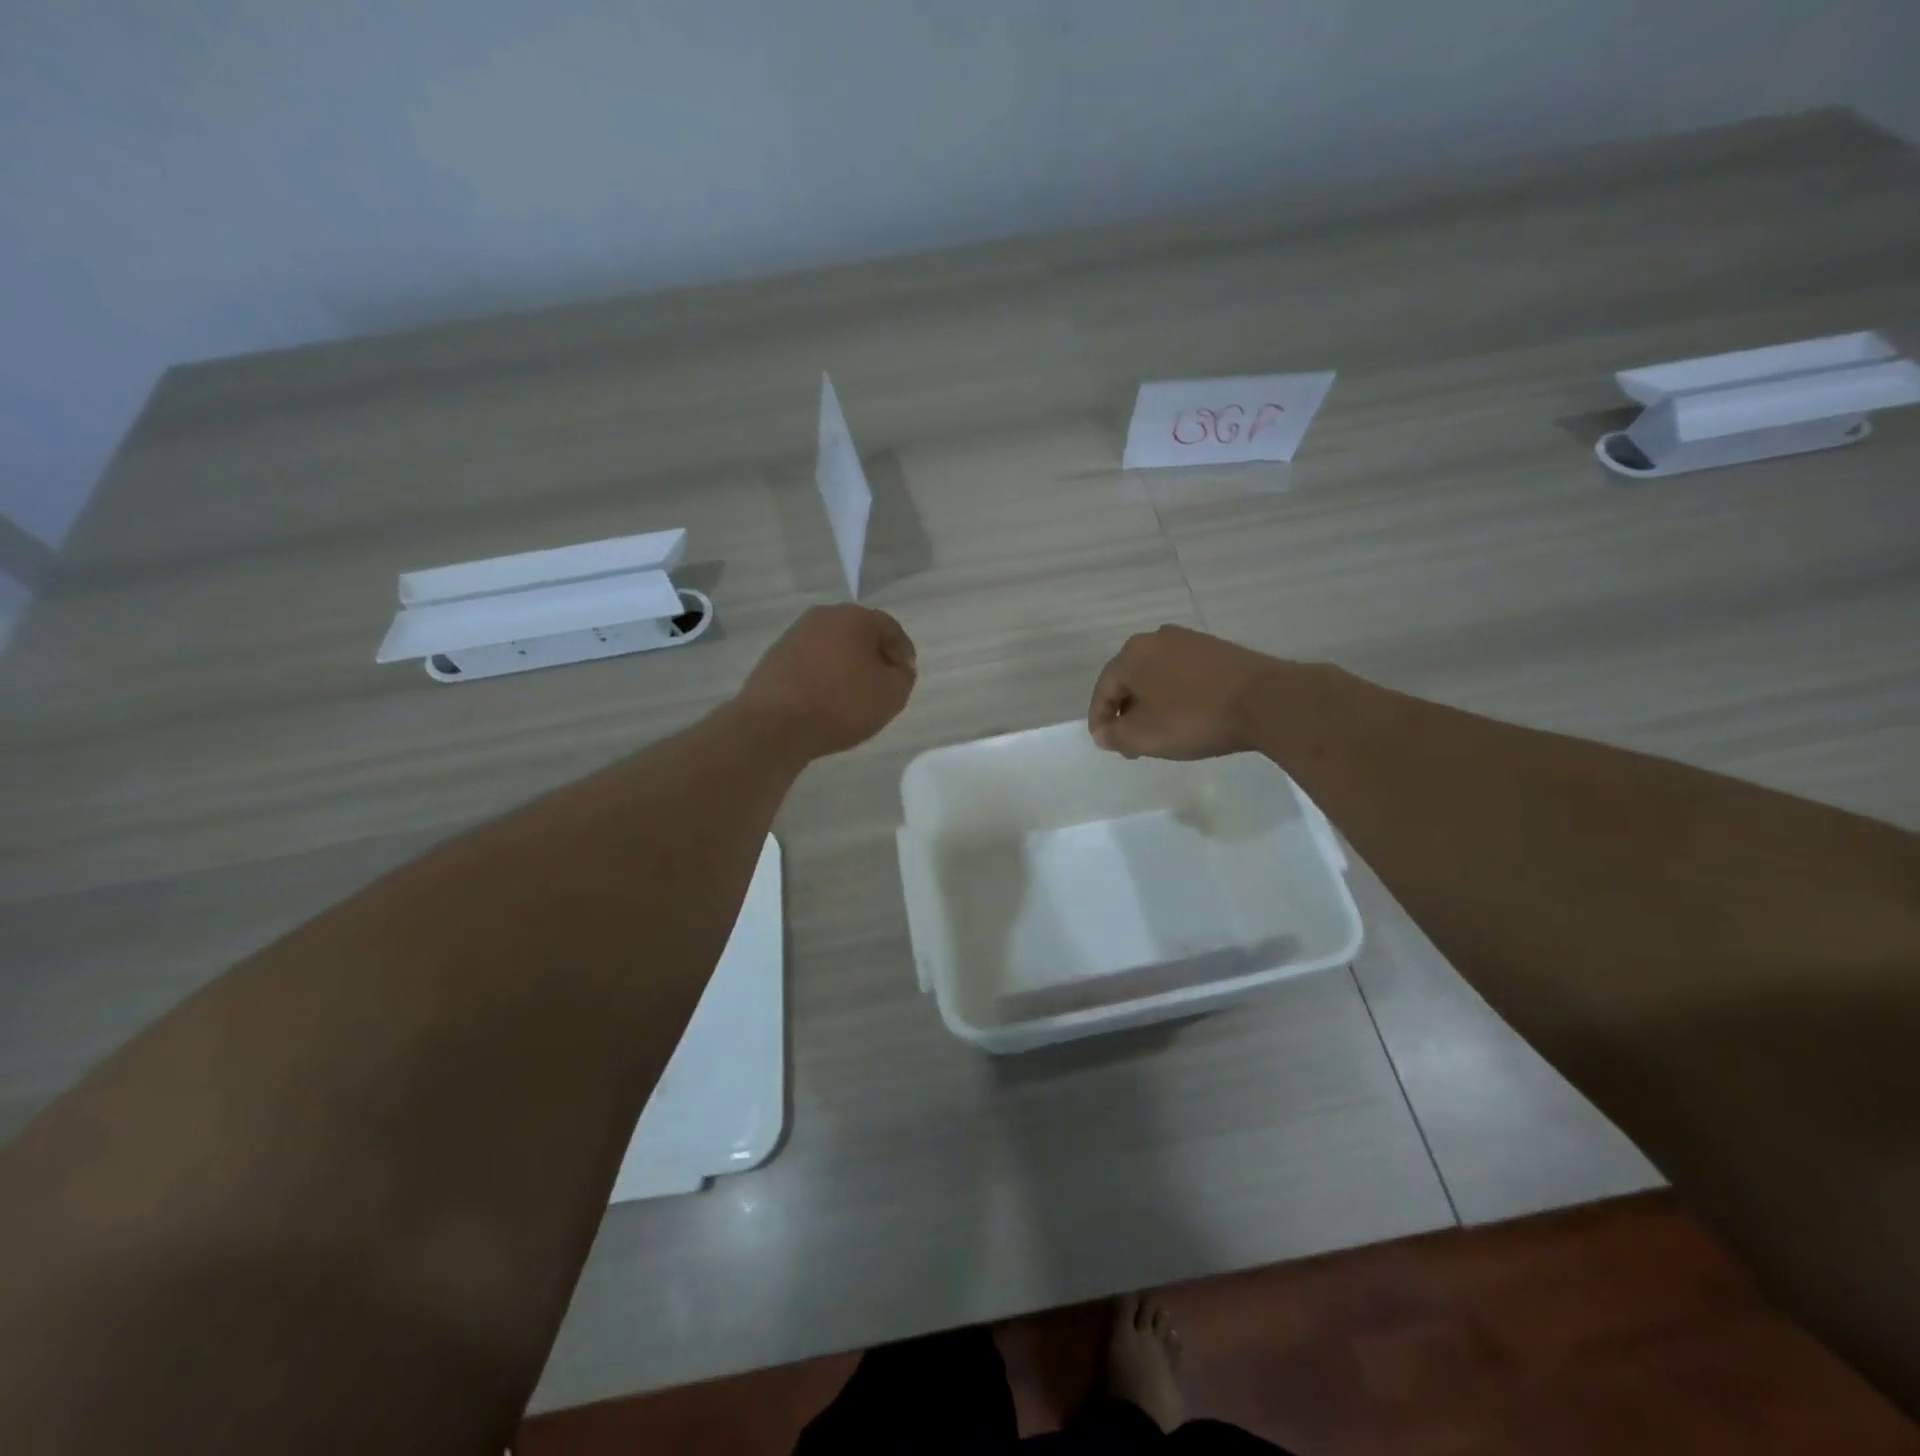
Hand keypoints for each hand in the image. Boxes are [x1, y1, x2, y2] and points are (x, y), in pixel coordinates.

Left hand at [736, 604, 916, 759]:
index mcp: (854, 616)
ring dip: (846, 667)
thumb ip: (904, 676)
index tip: (905, 677)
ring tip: (853, 697)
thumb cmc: (842, 703)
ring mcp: (793, 636)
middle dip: (873, 657)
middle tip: (882, 686)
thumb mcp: (892, 694)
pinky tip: (825, 702)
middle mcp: (822, 617)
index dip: (903, 653)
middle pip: (859, 634)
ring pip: (832, 649)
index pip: (890, 628)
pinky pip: (810, 664)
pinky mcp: (774, 659)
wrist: (775, 724)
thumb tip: (897, 668)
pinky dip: (823, 678)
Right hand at [1087, 625, 1284, 759]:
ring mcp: (1189, 640)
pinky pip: (1182, 674)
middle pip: (1129, 681)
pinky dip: (1175, 695)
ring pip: (1156, 677)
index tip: (1107, 746)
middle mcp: (1156, 638)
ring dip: (1151, 704)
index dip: (1100, 721)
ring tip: (1159, 733)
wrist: (1266, 701)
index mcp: (1131, 654)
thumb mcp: (1143, 736)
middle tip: (1132, 744)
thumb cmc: (1194, 718)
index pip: (1103, 691)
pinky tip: (1186, 716)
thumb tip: (1103, 732)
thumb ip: (1113, 735)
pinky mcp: (1216, 649)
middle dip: (1126, 713)